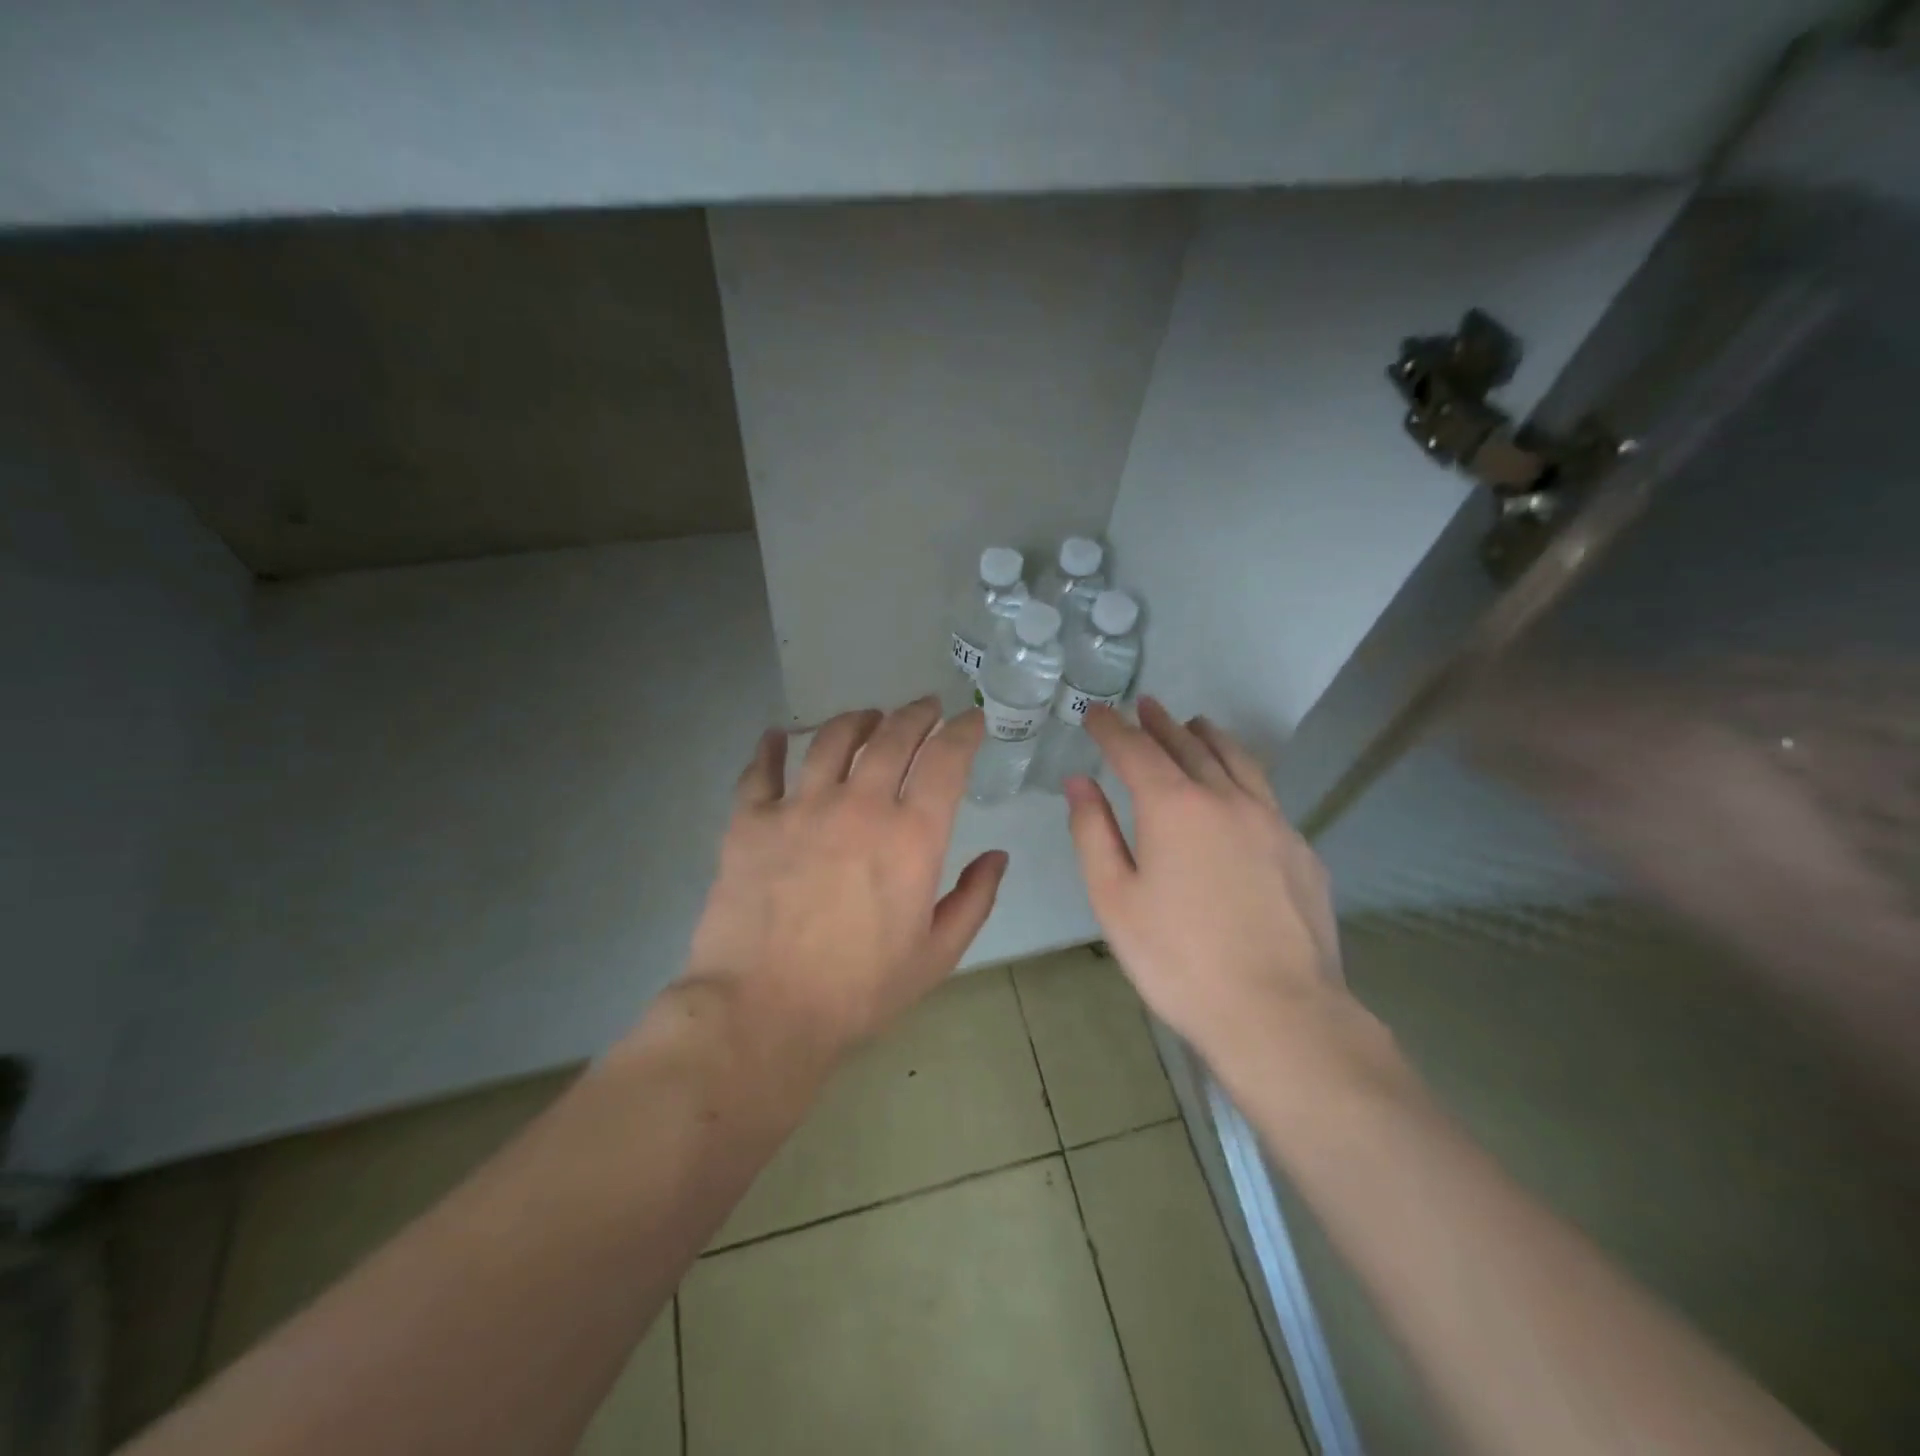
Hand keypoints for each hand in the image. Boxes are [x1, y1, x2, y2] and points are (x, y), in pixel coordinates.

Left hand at [683, 697, 1007, 1058]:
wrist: (763, 1013)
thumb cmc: (859, 990)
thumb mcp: (937, 955)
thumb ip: (974, 899)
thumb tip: (997, 857)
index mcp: (911, 836)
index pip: (946, 761)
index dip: (963, 732)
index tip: (970, 720)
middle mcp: (858, 806)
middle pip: (892, 737)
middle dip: (916, 714)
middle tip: (925, 707)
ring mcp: (799, 807)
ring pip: (831, 740)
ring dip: (856, 720)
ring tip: (867, 717)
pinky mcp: (750, 821)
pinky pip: (760, 769)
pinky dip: (771, 747)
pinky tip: (778, 735)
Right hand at [1064, 699, 1367, 1090]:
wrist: (1278, 1012)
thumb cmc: (1178, 958)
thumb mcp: (1115, 898)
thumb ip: (1093, 832)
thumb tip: (1079, 782)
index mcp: (1174, 807)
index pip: (1136, 750)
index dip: (1112, 728)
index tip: (1097, 713)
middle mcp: (1226, 798)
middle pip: (1188, 746)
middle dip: (1161, 723)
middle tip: (1144, 706)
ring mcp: (1272, 821)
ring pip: (1237, 760)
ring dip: (1209, 737)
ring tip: (1196, 724)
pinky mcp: (1301, 849)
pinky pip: (1266, 793)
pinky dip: (1243, 773)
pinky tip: (1239, 788)